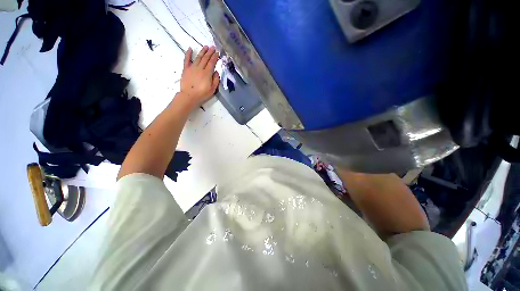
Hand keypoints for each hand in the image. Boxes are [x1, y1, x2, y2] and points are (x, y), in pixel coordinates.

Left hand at [180, 46, 219, 106]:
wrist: (189, 96)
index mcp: (207, 73)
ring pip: (198, 57)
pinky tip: (190, 49)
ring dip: (202, 51)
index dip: (215, 57)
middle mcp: (200, 68)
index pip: (212, 63)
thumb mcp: (212, 89)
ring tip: (205, 47)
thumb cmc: (202, 94)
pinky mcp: (186, 69)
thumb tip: (216, 72)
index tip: (217, 53)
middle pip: (205, 58)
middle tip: (213, 47)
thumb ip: (215, 80)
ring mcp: (192, 68)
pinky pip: (187, 59)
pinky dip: (188, 53)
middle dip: (210, 52)